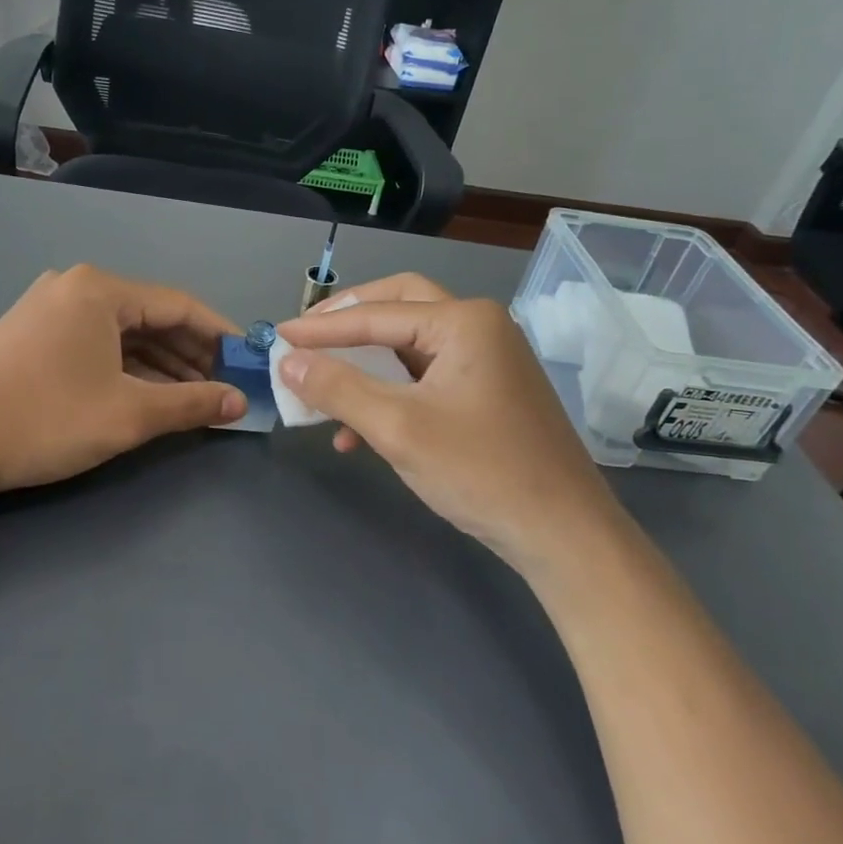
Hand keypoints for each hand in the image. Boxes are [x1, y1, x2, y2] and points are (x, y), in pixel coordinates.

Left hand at [0, 265, 245, 502]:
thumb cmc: (45, 420)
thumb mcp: (129, 414)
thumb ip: (191, 403)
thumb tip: (239, 402)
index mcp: (100, 290)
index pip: (179, 306)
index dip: (221, 335)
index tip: (250, 362)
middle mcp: (74, 287)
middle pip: (150, 317)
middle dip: (191, 354)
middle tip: (225, 386)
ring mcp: (47, 310)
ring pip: (122, 333)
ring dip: (161, 364)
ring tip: (194, 397)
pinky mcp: (30, 335)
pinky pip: (95, 344)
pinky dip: (126, 367)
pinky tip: (147, 394)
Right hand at [274, 274, 629, 569]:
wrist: (563, 534)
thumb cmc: (481, 471)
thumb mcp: (398, 428)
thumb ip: (338, 389)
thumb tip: (288, 362)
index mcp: (464, 321)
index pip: (376, 315)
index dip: (321, 328)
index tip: (279, 335)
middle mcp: (479, 327)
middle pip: (398, 308)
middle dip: (348, 325)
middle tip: (308, 339)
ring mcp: (488, 360)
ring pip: (410, 346)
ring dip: (366, 364)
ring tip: (324, 388)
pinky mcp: (487, 392)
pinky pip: (426, 378)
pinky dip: (390, 394)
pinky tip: (359, 434)